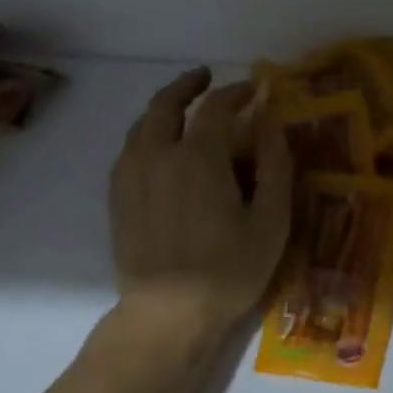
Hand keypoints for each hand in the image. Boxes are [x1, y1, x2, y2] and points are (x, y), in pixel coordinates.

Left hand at [108, 67, 291, 341]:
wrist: (167, 314)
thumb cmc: (229, 269)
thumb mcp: (270, 220)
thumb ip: (274, 164)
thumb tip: (271, 121)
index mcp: (198, 156)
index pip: (216, 107)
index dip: (236, 93)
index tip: (253, 90)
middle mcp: (157, 155)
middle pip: (165, 104)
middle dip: (188, 85)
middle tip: (206, 77)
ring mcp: (131, 176)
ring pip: (142, 125)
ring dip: (164, 108)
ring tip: (183, 109)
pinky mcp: (117, 198)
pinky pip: (129, 150)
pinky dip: (147, 135)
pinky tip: (159, 147)